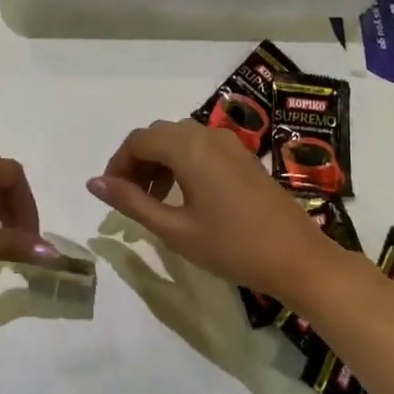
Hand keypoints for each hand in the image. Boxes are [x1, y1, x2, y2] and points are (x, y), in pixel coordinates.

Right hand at [87, 119, 343, 296]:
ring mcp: (229, 144)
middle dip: (137, 162)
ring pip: (179, 139)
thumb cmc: (232, 247)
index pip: (138, 141)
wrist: (298, 258)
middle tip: (129, 198)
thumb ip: (132, 202)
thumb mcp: (174, 229)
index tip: (110, 194)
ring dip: (159, 162)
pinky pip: (200, 146)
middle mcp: (207, 134)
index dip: (118, 164)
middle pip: (158, 135)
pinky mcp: (243, 156)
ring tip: (153, 200)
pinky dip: (181, 162)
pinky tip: (183, 195)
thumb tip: (94, 183)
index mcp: (188, 148)